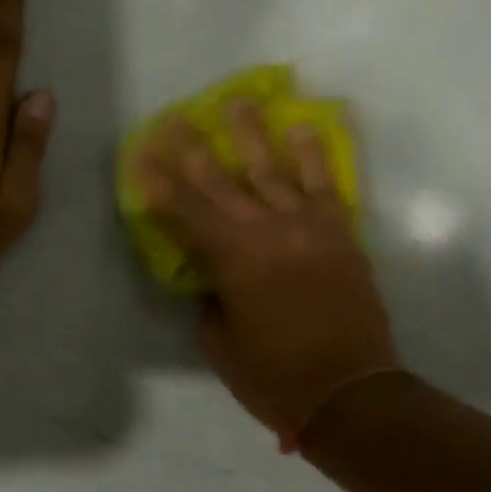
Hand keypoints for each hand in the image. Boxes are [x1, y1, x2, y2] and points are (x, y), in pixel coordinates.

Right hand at [135, 102, 399, 445]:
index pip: (183, 212)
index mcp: (232, 261)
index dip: (157, 183)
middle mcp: (266, 231)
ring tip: (237, 100)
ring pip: (272, 169)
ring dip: (251, 133)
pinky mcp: (339, 233)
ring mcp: (307, 227)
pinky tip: (301, 128)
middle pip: (220, 181)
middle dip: (191, 147)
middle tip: (174, 116)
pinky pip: (324, 184)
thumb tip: (211, 271)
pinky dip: (312, 155)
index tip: (140, 153)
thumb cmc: (274, 376)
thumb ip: (211, 296)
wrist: (350, 391)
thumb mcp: (220, 342)